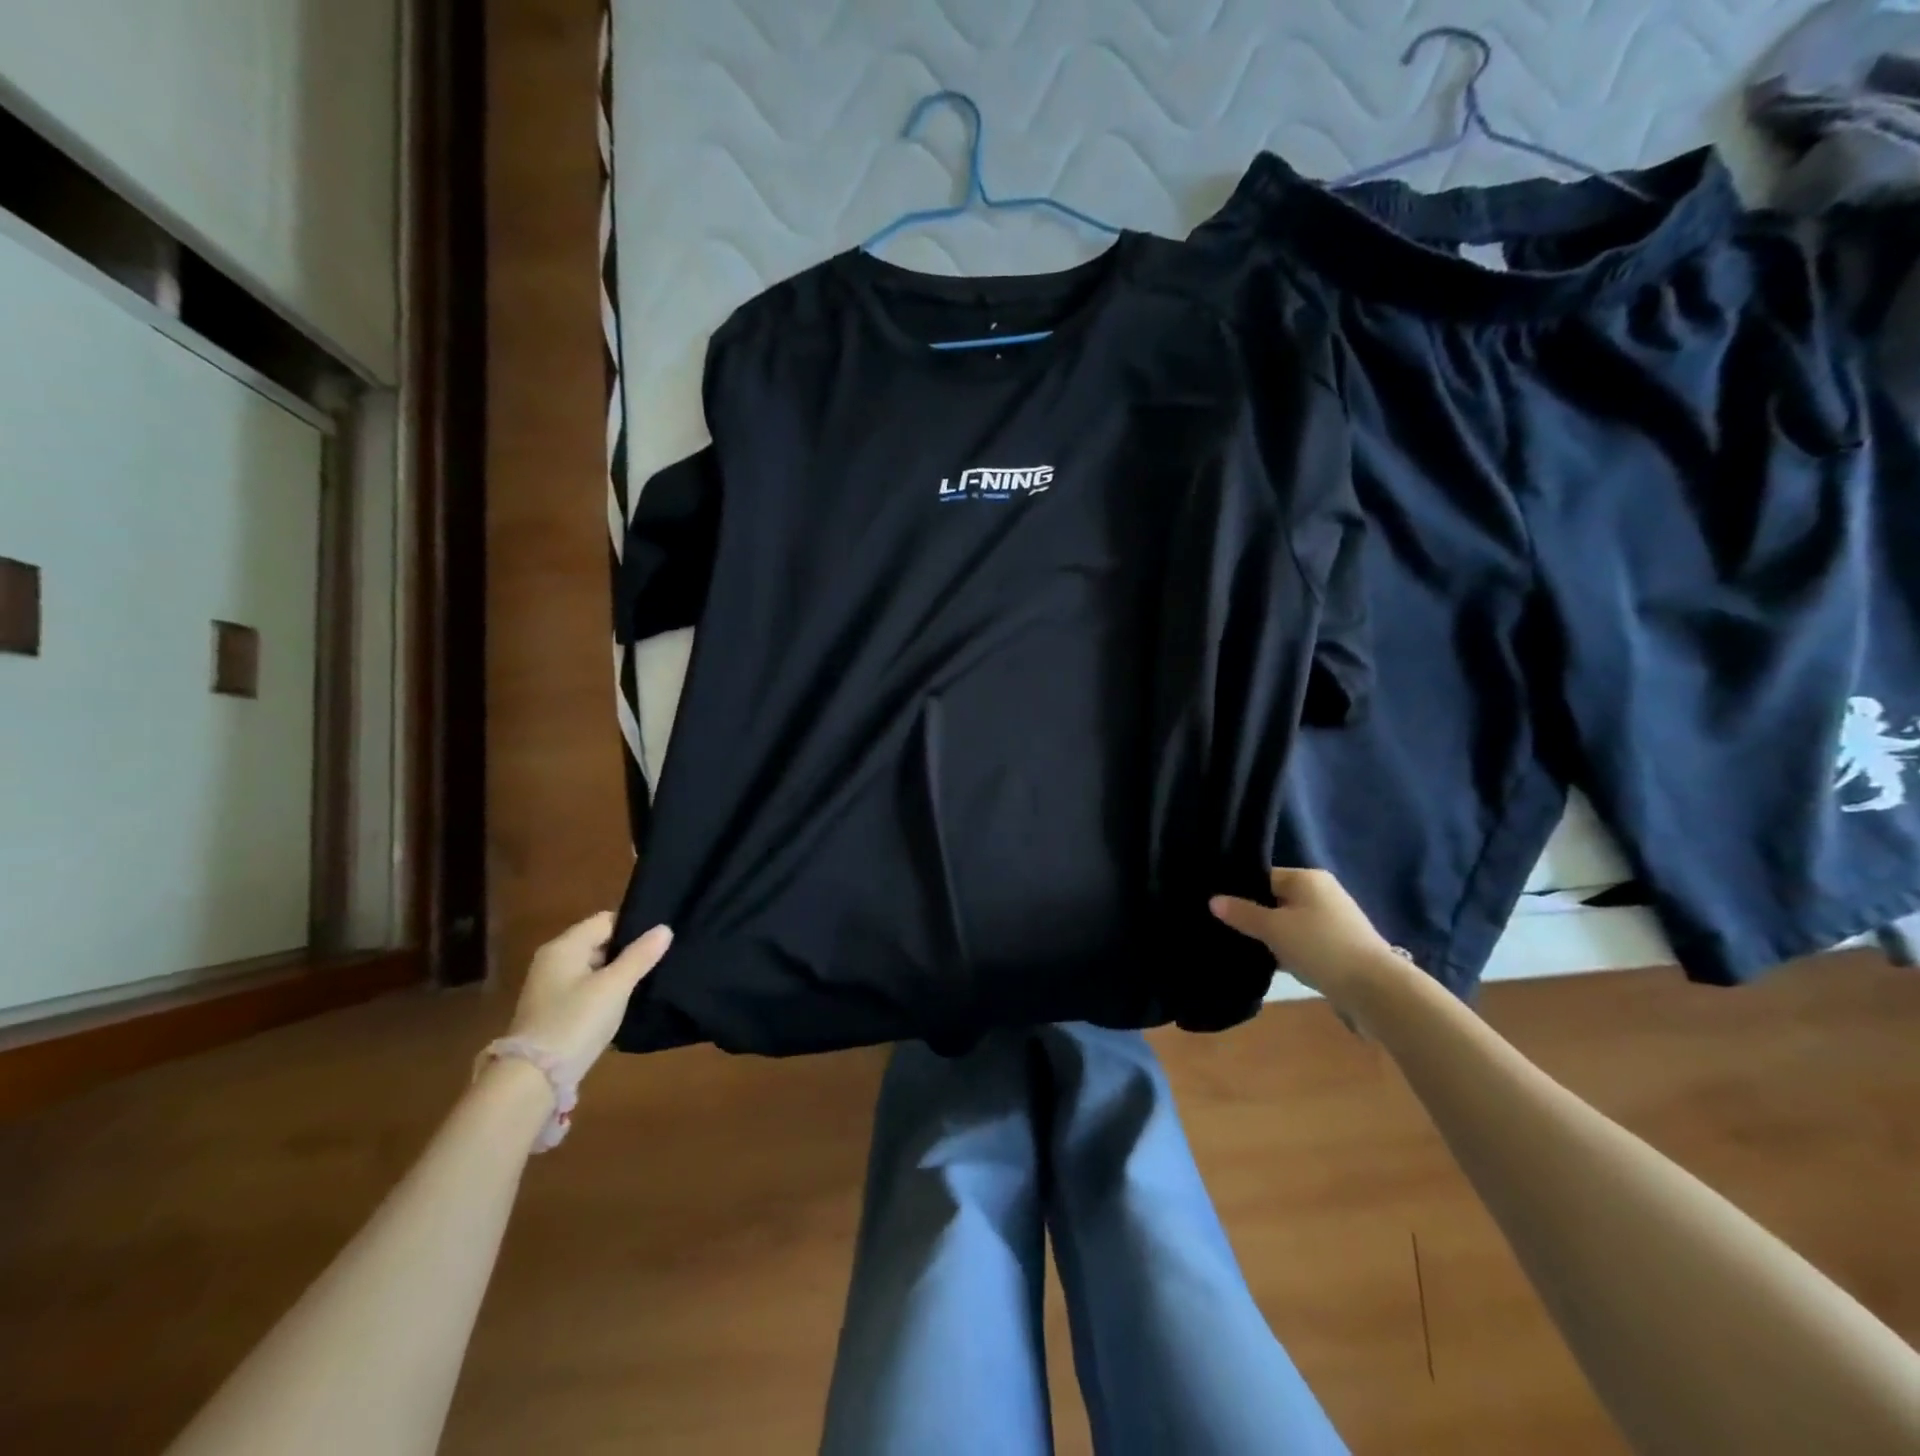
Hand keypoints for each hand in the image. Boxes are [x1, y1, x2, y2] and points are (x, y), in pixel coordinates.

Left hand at [506, 913, 672, 1087]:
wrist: (533, 1078)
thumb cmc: (576, 1021)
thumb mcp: (615, 986)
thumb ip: (640, 955)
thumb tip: (665, 928)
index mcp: (564, 946)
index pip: (606, 920)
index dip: (634, 926)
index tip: (659, 940)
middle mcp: (553, 960)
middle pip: (599, 942)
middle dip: (627, 950)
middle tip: (659, 960)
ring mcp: (550, 987)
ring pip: (594, 967)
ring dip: (617, 973)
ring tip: (648, 980)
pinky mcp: (553, 1010)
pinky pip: (586, 988)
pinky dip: (604, 991)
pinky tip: (624, 1002)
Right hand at [1211, 868, 1405, 1006]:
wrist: (1375, 989)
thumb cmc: (1320, 946)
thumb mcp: (1274, 929)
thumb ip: (1242, 913)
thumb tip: (1213, 900)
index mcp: (1307, 878)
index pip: (1263, 878)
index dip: (1241, 893)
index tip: (1221, 912)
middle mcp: (1322, 892)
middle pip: (1276, 900)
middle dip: (1255, 917)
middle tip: (1230, 933)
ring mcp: (1334, 919)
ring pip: (1290, 923)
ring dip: (1273, 937)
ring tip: (1247, 951)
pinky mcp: (1341, 944)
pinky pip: (1304, 941)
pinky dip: (1290, 950)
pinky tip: (1274, 965)